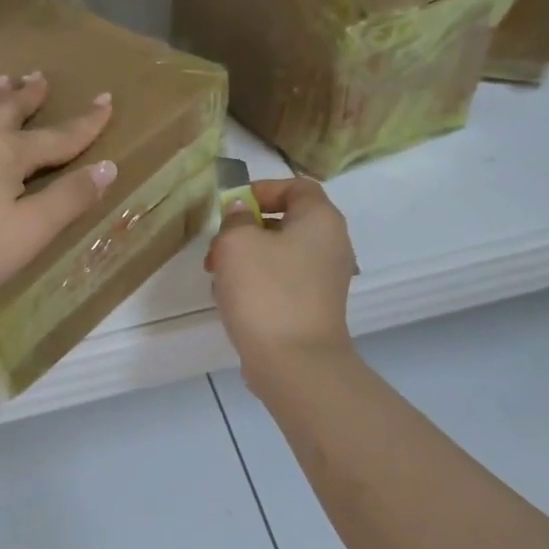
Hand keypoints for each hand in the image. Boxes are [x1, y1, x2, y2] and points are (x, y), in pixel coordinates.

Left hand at [0, 72, 116, 305]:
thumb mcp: (30, 231)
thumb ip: (68, 199)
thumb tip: (107, 167)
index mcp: (7, 152)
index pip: (58, 136)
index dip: (86, 122)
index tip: (106, 100)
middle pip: (7, 108)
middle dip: (28, 94)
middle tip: (39, 77)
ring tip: (1, 82)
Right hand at [207, 178, 356, 385]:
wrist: (294, 362)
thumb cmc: (266, 291)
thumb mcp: (237, 242)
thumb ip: (236, 218)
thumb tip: (241, 213)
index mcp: (320, 220)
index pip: (296, 186)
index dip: (261, 189)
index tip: (230, 207)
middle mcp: (330, 244)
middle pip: (285, 221)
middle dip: (245, 229)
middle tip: (217, 247)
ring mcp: (324, 279)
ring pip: (279, 253)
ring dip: (246, 259)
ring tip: (218, 276)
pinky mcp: (313, 307)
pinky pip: (281, 281)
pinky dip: (257, 283)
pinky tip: (232, 300)